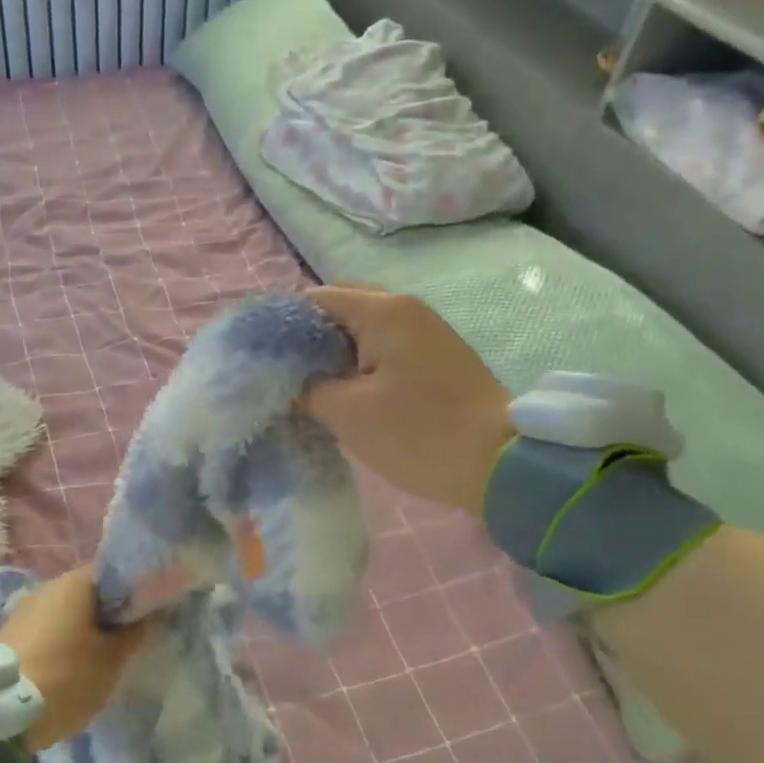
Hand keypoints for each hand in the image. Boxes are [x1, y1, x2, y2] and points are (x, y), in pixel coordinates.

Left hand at [0, 564, 150, 750]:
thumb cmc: (65, 677)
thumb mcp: (112, 660)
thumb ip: (136, 632)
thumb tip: (157, 611)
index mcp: (76, 581)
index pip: (115, 572)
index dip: (136, 589)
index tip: (150, 611)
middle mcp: (49, 586)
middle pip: (90, 593)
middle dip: (110, 613)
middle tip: (130, 639)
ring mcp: (27, 610)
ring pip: (68, 613)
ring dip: (86, 630)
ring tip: (103, 658)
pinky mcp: (12, 635)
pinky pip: (49, 630)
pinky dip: (64, 642)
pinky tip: (72, 668)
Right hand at [302, 285, 515, 515]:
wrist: (503, 464)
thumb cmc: (419, 432)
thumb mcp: (348, 413)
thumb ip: (306, 388)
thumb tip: (285, 378)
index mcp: (383, 311)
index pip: (315, 299)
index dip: (282, 325)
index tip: (261, 357)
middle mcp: (405, 309)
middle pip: (340, 309)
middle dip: (308, 339)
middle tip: (285, 374)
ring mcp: (426, 332)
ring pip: (363, 331)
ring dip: (334, 353)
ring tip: (309, 387)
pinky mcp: (437, 357)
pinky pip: (385, 348)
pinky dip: (359, 363)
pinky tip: (345, 394)